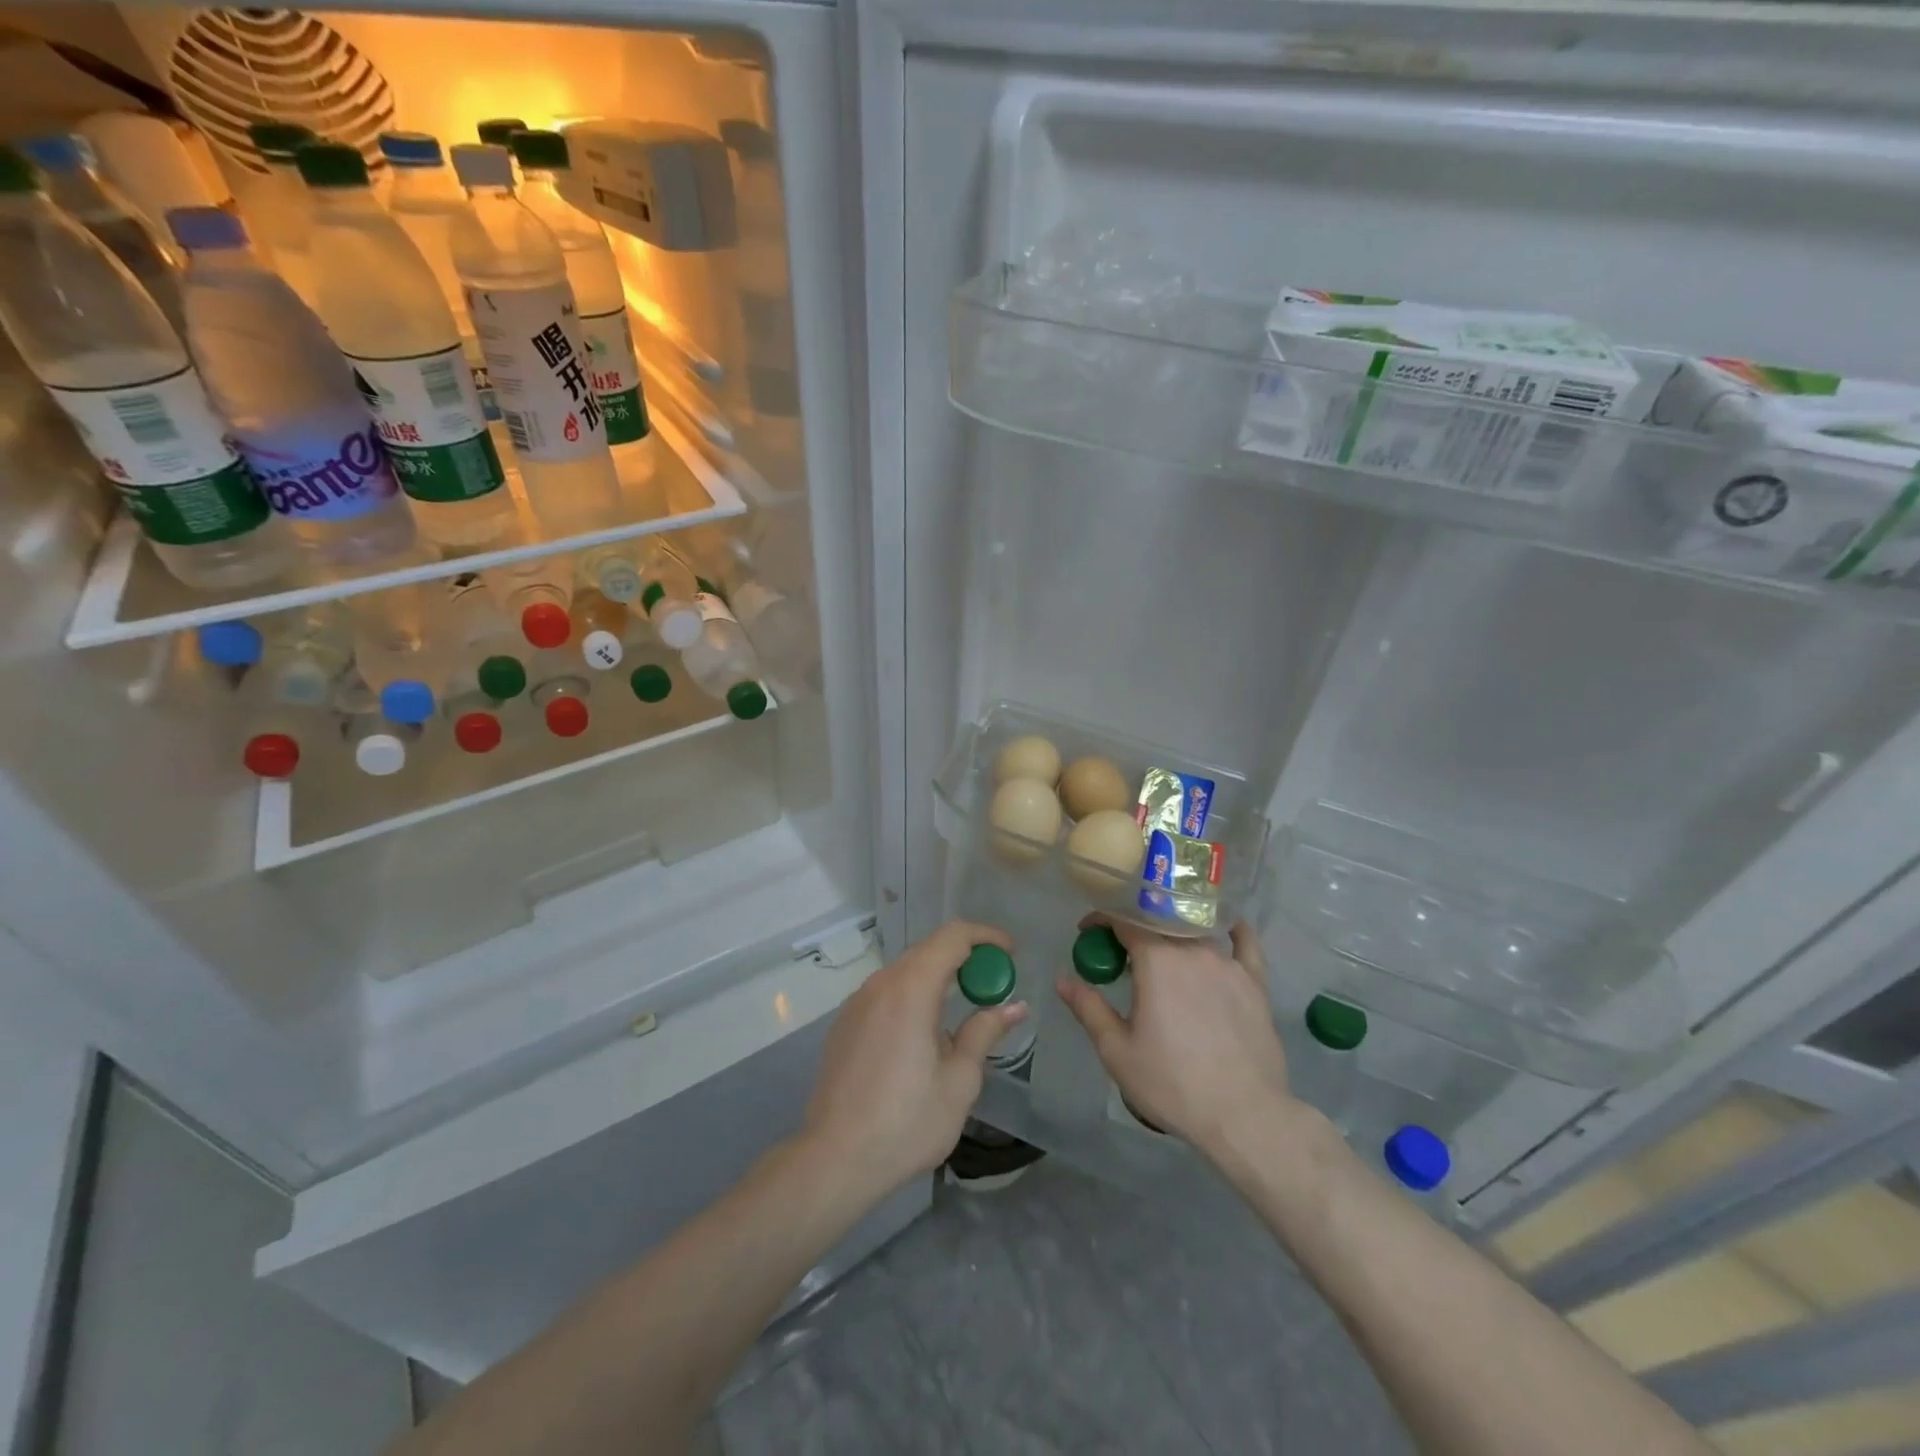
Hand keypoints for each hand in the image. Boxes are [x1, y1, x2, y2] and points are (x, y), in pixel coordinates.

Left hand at [802, 920, 1024, 1198]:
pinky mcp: (844, 1024)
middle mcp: (880, 983)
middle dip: (965, 957)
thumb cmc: (906, 1121)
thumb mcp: (959, 1080)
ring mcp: (857, 1002)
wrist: (834, 1159)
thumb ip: (985, 1032)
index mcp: (911, 988)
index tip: (1011, 953)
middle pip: (928, 950)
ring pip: (905, 971)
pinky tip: (923, 1033)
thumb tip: (1014, 1006)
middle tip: (993, 983)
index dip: (986, 936)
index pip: (953, 936)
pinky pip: (886, 993)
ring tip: (962, 1008)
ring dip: (937, 977)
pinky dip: (913, 995)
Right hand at [1056, 919, 1291, 1156]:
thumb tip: (1063, 979)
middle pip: (1159, 924)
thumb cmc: (1172, 1083)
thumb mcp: (1117, 1050)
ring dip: (1173, 936)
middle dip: (1134, 929)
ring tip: (1163, 954)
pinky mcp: (1255, 983)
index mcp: (1157, 960)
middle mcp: (1193, 950)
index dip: (1102, 920)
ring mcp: (1228, 964)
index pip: (1124, 920)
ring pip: (1195, 933)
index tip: (1088, 933)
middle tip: (1121, 953)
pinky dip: (1233, 932)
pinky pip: (1245, 944)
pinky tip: (1229, 928)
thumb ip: (1089, 1008)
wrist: (1243, 1115)